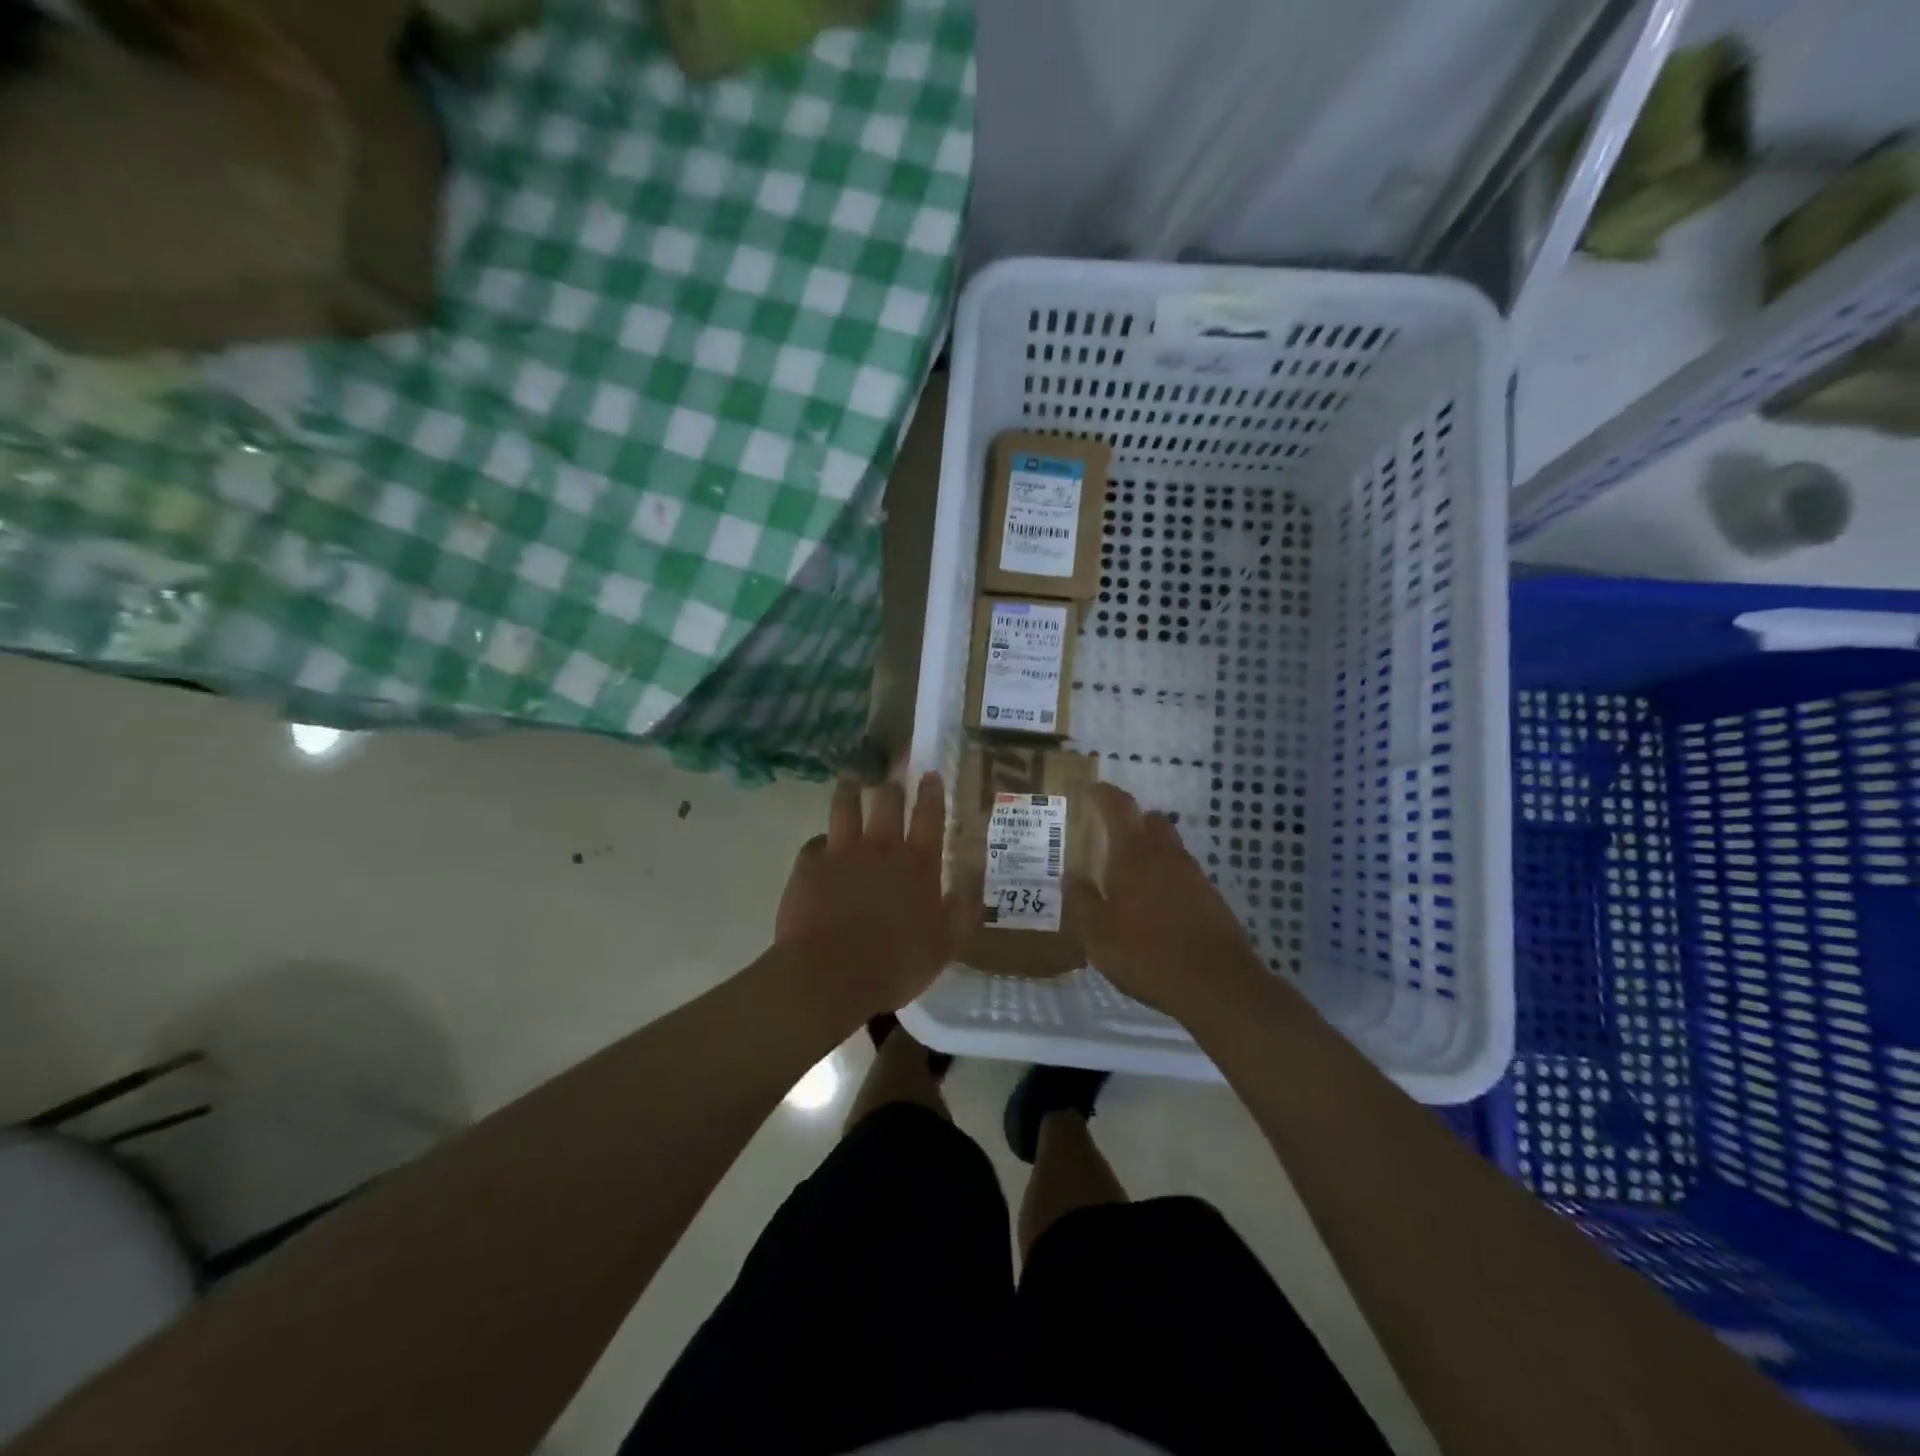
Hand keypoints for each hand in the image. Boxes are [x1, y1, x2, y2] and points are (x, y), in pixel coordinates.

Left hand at [776, 771, 959, 1019]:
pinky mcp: (808, 866)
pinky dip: (821, 841)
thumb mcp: (946, 944)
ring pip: (846, 806)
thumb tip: (975, 874)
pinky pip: (814, 842)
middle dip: (892, 782)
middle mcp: (880, 847)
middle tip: (892, 769)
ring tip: (851, 776)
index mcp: (917, 863)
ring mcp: (841, 853)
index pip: (929, 815)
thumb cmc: (895, 964)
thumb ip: (963, 906)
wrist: (829, 976)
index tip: (930, 773)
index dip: (932, 791)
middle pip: (887, 801)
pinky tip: (821, 844)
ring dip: (851, 788)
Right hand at [1066, 782, 1264, 1020]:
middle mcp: (1165, 854)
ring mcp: (1192, 873)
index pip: (1119, 806)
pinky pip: (1181, 872)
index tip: (1090, 790)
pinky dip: (1165, 875)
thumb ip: (1082, 901)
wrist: (1216, 983)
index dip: (1103, 794)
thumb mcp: (1097, 935)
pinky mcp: (1209, 896)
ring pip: (1168, 846)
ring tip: (1127, 875)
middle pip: (1150, 819)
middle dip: (1130, 820)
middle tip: (1108, 835)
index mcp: (1133, 854)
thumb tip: (1071, 876)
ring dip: (1149, 849)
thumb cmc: (1146, 953)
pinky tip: (1153, 903)